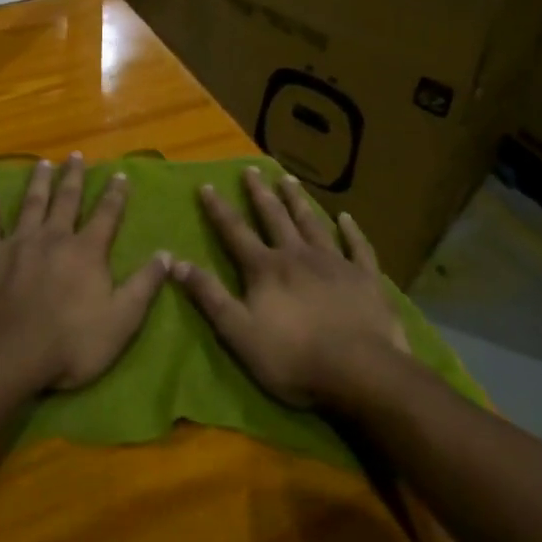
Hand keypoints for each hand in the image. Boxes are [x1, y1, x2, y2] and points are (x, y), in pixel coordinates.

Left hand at [0, 153, 168, 395]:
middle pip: (66, 199)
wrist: (9, 355)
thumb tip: (167, 254)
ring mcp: (18, 242)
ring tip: (43, 163)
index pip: (106, 215)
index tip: (119, 174)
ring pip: (31, 203)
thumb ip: (144, 285)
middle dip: (73, 177)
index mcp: (86, 251)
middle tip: (76, 155)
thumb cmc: (71, 344)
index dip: (115, 194)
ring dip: (38, 182)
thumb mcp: (121, 321)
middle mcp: (53, 237)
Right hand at [170, 168, 411, 407]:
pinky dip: (352, 231)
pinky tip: (347, 218)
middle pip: (274, 217)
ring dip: (298, 201)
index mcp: (265, 269)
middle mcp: (297, 255)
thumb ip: (209, 296)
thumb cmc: (293, 357)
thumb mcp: (238, 332)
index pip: (235, 232)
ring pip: (312, 223)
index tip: (208, 185)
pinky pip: (357, 247)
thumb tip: (175, 262)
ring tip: (288, 179)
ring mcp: (334, 263)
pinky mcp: (365, 278)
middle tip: (251, 169)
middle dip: (260, 193)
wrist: (360, 371)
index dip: (219, 209)